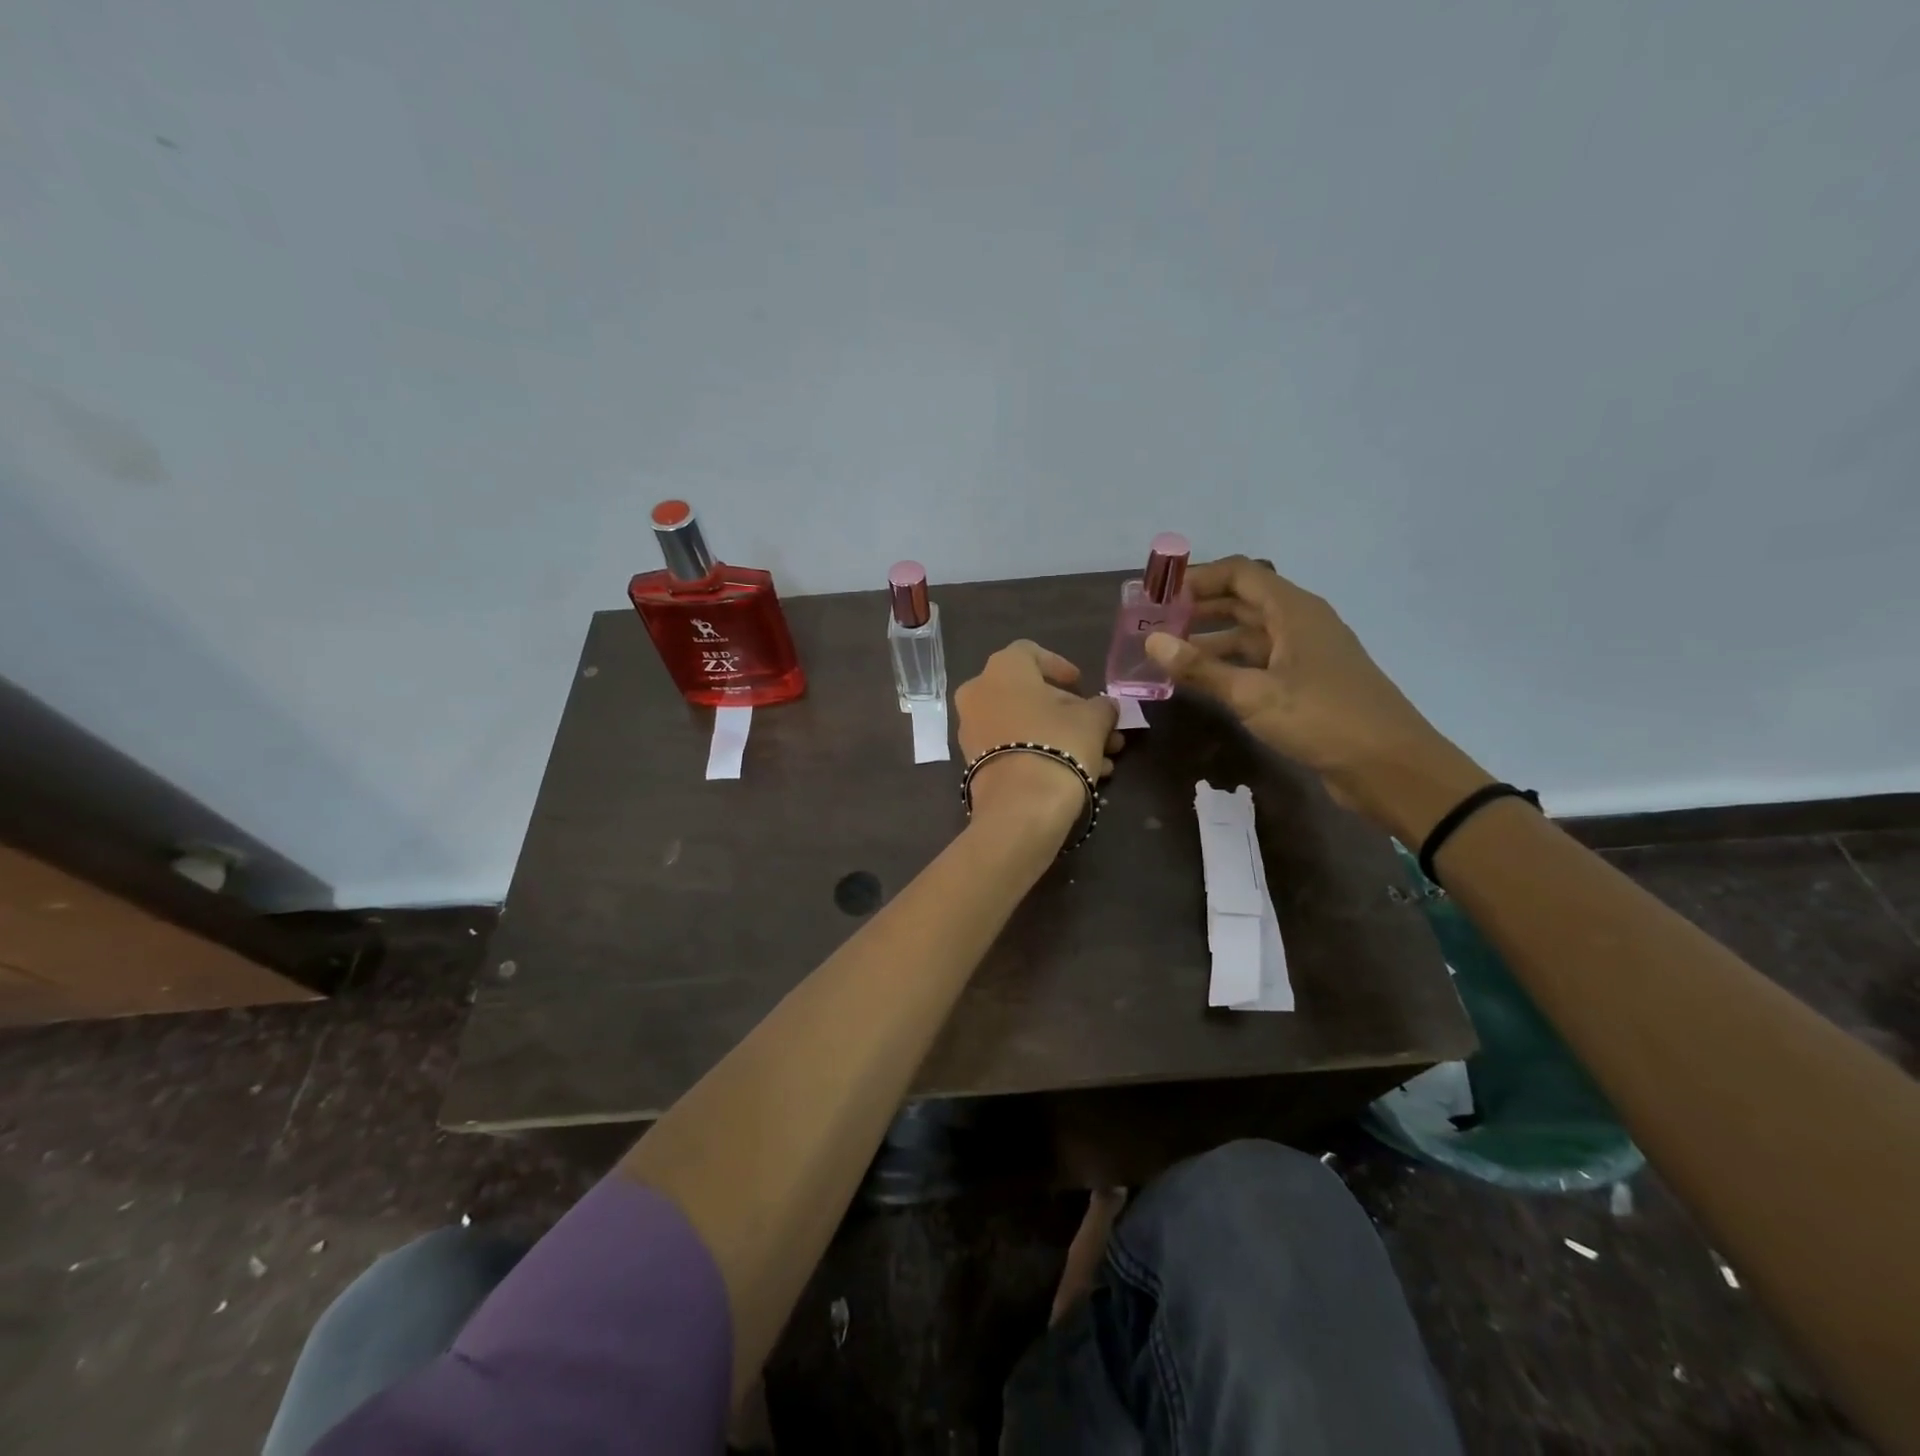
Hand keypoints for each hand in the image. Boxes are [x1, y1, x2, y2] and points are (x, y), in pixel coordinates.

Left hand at [954, 641, 1123, 842]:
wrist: (1020, 806)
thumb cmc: (1058, 744)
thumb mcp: (1093, 720)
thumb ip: (1101, 706)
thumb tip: (1104, 708)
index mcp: (1002, 669)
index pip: (1030, 652)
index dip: (1059, 666)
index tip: (1081, 684)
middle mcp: (978, 693)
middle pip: (1029, 694)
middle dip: (1069, 711)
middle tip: (1101, 728)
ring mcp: (972, 730)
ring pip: (1024, 725)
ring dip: (1062, 736)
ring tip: (1102, 758)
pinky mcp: (975, 764)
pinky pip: (1013, 748)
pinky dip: (1042, 754)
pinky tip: (1079, 774)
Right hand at [1144, 557, 1490, 841]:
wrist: (1390, 767)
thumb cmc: (1322, 719)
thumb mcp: (1253, 694)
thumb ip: (1201, 668)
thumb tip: (1152, 641)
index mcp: (1293, 611)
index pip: (1239, 574)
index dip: (1198, 578)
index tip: (1158, 594)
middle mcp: (1299, 623)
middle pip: (1242, 601)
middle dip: (1197, 608)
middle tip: (1153, 623)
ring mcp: (1304, 654)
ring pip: (1249, 635)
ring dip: (1209, 640)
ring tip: (1166, 653)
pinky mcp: (1306, 684)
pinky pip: (1259, 663)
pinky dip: (1228, 666)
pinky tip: (1201, 681)